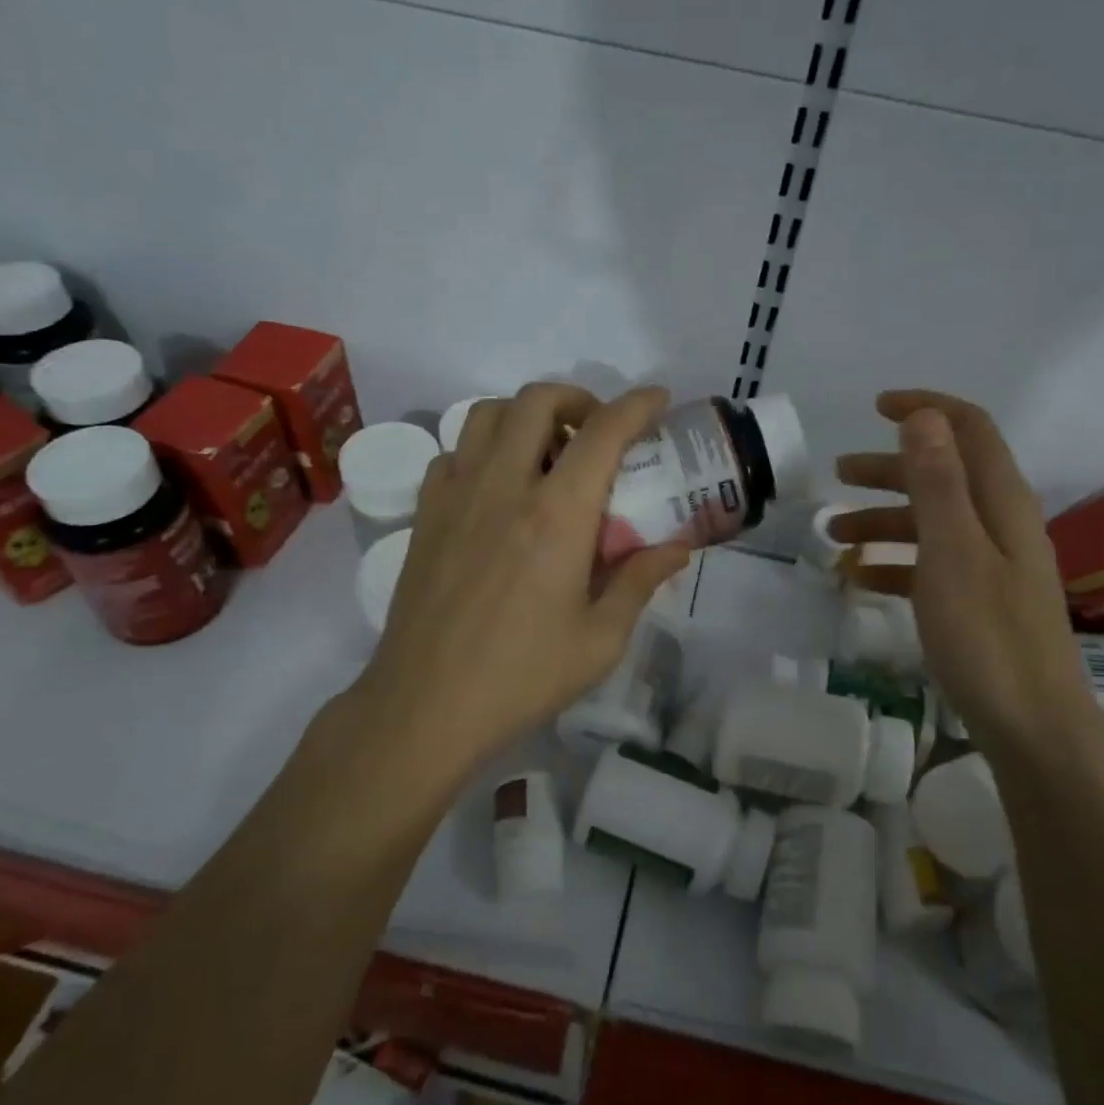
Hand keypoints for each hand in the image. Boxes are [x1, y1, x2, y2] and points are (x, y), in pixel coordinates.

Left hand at [353, 383, 690, 765]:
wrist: (425, 706)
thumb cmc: (522, 676)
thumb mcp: (601, 640)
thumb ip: (641, 581)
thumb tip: (677, 547)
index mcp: (556, 515)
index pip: (604, 432)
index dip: (637, 405)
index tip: (658, 400)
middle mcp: (504, 487)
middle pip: (537, 400)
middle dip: (578, 398)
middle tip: (598, 431)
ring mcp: (456, 495)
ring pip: (487, 414)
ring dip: (526, 415)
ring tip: (547, 452)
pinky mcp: (425, 514)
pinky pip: (454, 453)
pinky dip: (483, 450)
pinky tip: (498, 487)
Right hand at [830, 390, 1101, 755]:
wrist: (1032, 727)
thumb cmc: (987, 635)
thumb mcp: (953, 551)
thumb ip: (938, 482)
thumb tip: (923, 416)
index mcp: (1001, 502)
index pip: (969, 430)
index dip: (926, 409)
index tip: (876, 407)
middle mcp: (999, 523)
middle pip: (943, 474)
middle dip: (889, 468)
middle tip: (838, 475)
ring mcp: (990, 565)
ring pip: (930, 522)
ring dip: (882, 519)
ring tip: (834, 536)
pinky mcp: (977, 601)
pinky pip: (929, 565)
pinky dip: (893, 562)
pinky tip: (860, 579)